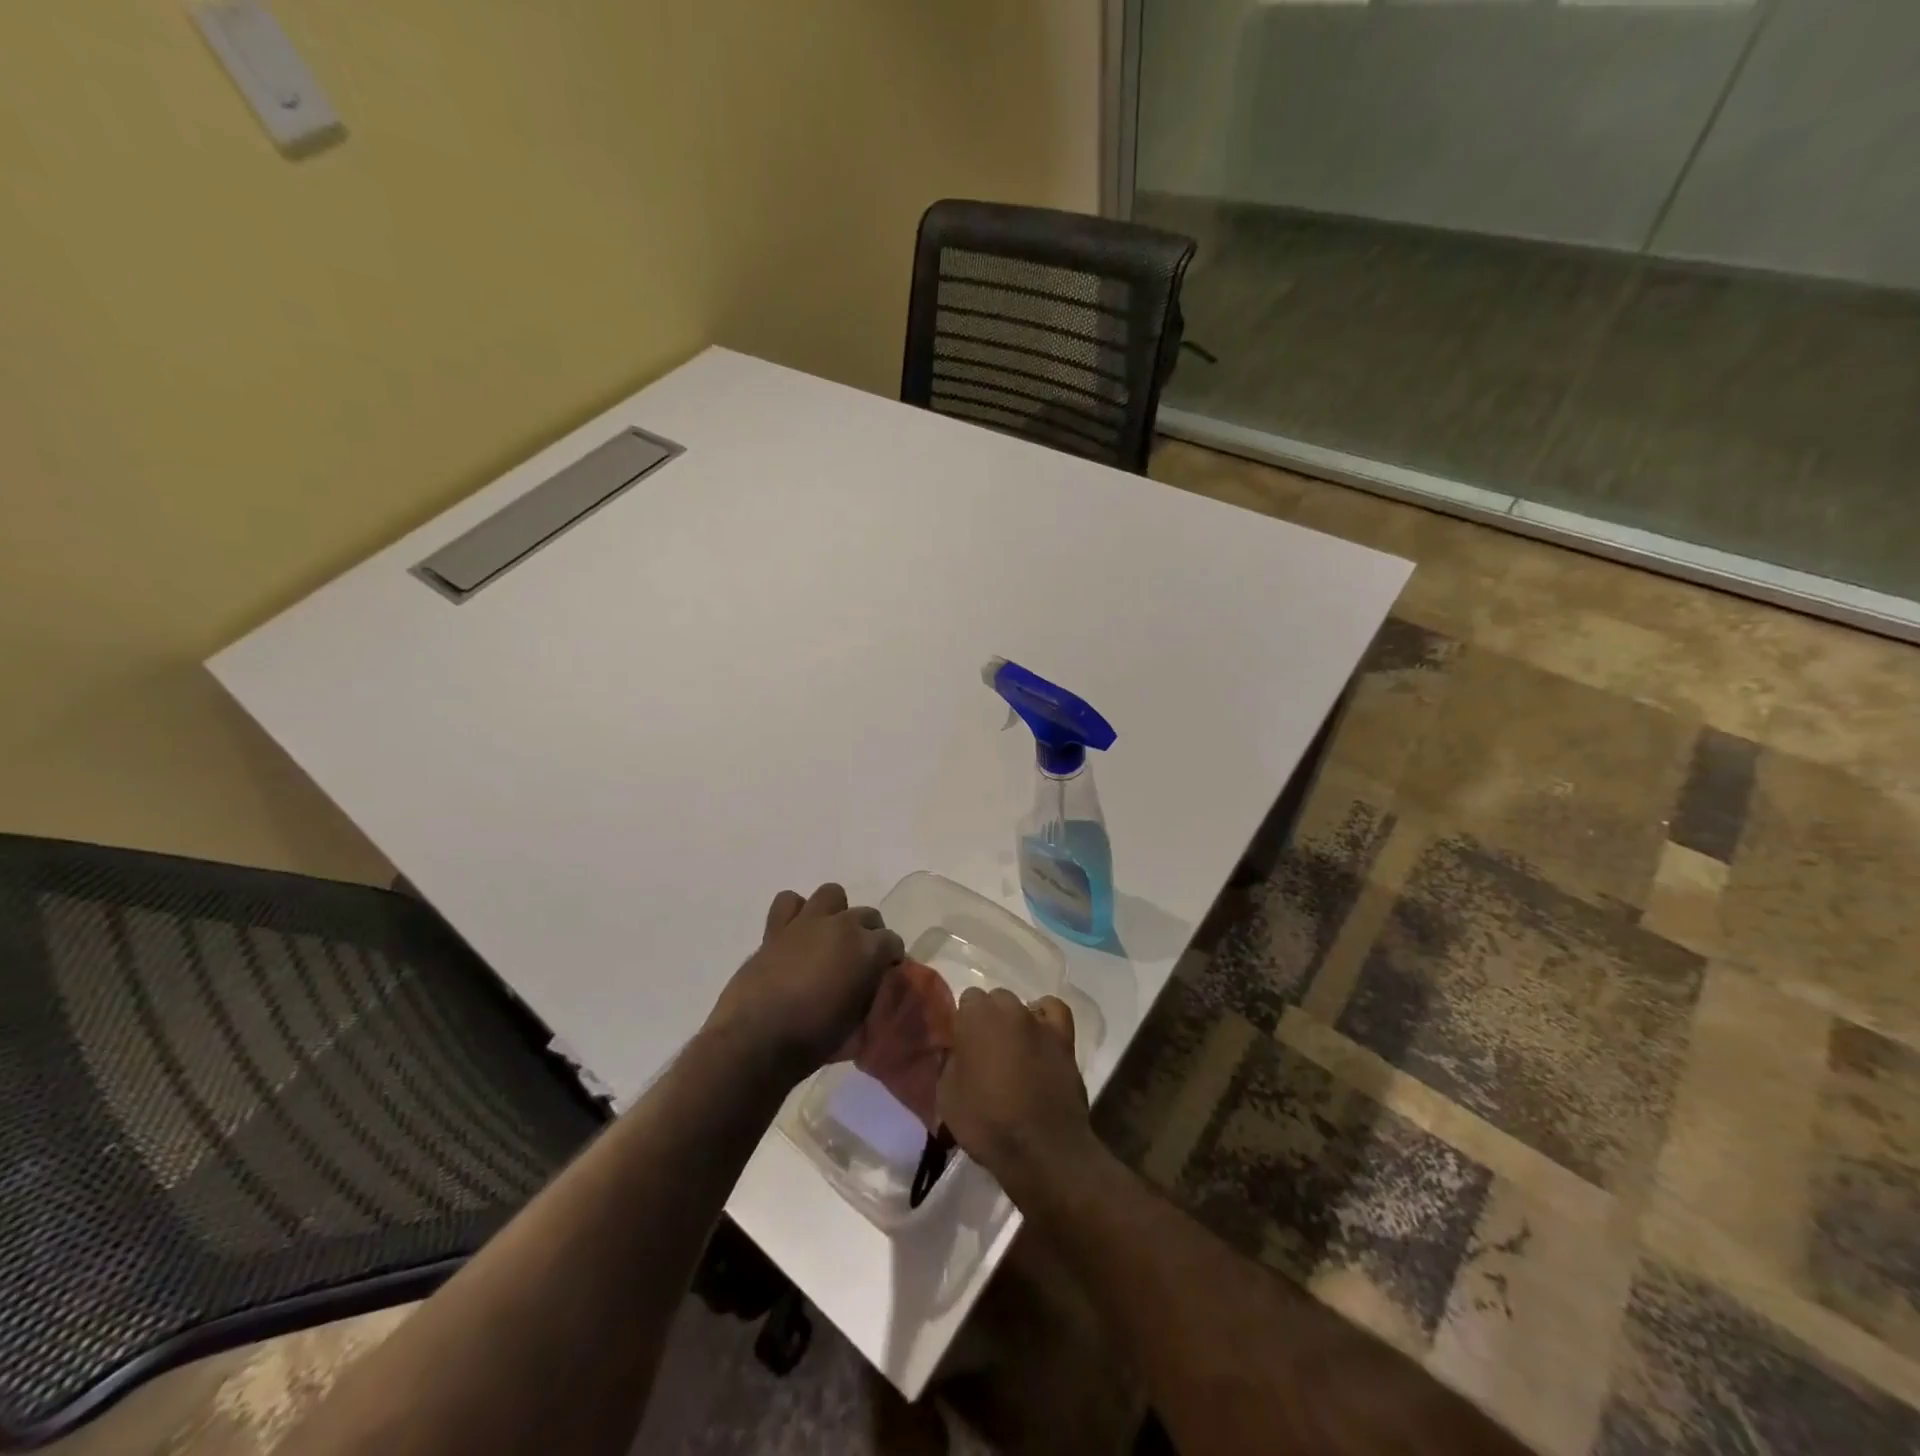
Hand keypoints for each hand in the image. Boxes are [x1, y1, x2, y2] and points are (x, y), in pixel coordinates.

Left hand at [707, 884, 904, 1080]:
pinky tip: (796, 934)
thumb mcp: (856, 1021)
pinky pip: (788, 902)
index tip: (884, 974)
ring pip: (832, 894)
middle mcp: (842, 926)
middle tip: (858, 960)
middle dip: (869, 934)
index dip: (890, 958)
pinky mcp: (776, 928)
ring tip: (829, 937)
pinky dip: (795, 913)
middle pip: (867, 915)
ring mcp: (807, 922)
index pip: (892, 941)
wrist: (755, 1040)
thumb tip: (868, 982)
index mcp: (868, 949)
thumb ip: (867, 991)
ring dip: (835, 913)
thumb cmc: (813, 1039)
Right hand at [937, 988, 1091, 1200]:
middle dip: (989, 1019)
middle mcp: (1009, 1009)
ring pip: (1022, 1006)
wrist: (1041, 1149)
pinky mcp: (1065, 1039)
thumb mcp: (947, 1097)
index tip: (962, 1047)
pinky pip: (1054, 1012)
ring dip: (1015, 1021)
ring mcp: (1040, 1022)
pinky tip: (1040, 1036)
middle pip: (995, 1000)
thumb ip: (949, 1063)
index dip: (964, 1023)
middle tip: (985, 1051)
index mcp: (976, 1017)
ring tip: (1013, 1049)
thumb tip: (955, 1051)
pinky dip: (1046, 1018)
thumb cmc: (986, 1123)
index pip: (967, 999)